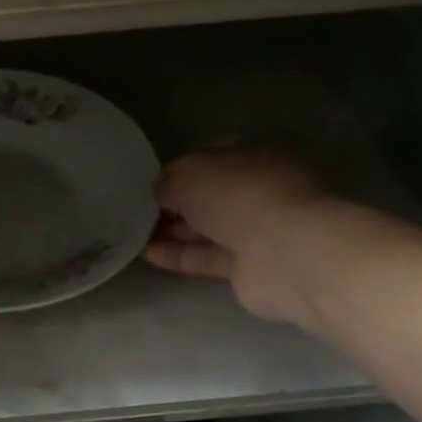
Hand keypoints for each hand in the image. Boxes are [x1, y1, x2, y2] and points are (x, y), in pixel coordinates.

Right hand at [144, 147, 332, 322]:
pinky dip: (179, 256)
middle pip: (210, 195)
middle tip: (137, 212)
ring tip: (134, 235)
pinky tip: (148, 255)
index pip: (211, 157)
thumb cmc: (240, 195)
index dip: (179, 169)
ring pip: (208, 228)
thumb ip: (169, 180)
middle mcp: (260, 189)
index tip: (150, 183)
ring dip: (173, 232)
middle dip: (174, 204)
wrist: (287, 253)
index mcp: (256, 155)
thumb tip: (160, 191)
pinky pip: (208, 257)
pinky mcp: (251, 266)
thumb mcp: (190, 173)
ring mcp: (259, 229)